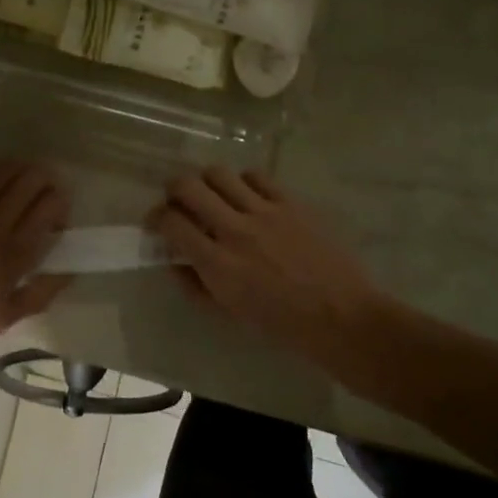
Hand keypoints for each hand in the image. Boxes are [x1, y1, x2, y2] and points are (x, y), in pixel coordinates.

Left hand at [0, 160, 71, 359]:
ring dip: (20, 170)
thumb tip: (68, 272)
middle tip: (44, 192)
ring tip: (22, 179)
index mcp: (12, 252)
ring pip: (3, 170)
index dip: (61, 203)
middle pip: (30, 179)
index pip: (50, 205)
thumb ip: (40, 294)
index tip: (57, 217)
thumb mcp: (2, 320)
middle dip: (46, 180)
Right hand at [149, 168, 384, 364]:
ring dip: (207, 182)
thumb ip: (196, 285)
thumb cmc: (282, 324)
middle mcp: (235, 230)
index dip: (156, 218)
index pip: (171, 223)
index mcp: (217, 264)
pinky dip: (244, 182)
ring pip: (219, 173)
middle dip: (173, 189)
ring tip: (214, 195)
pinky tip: (248, 197)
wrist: (342, 317)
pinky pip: (256, 176)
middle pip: (188, 186)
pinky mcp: (290, 203)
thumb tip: (174, 261)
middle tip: (178, 200)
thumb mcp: (230, 313)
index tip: (157, 223)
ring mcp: (264, 212)